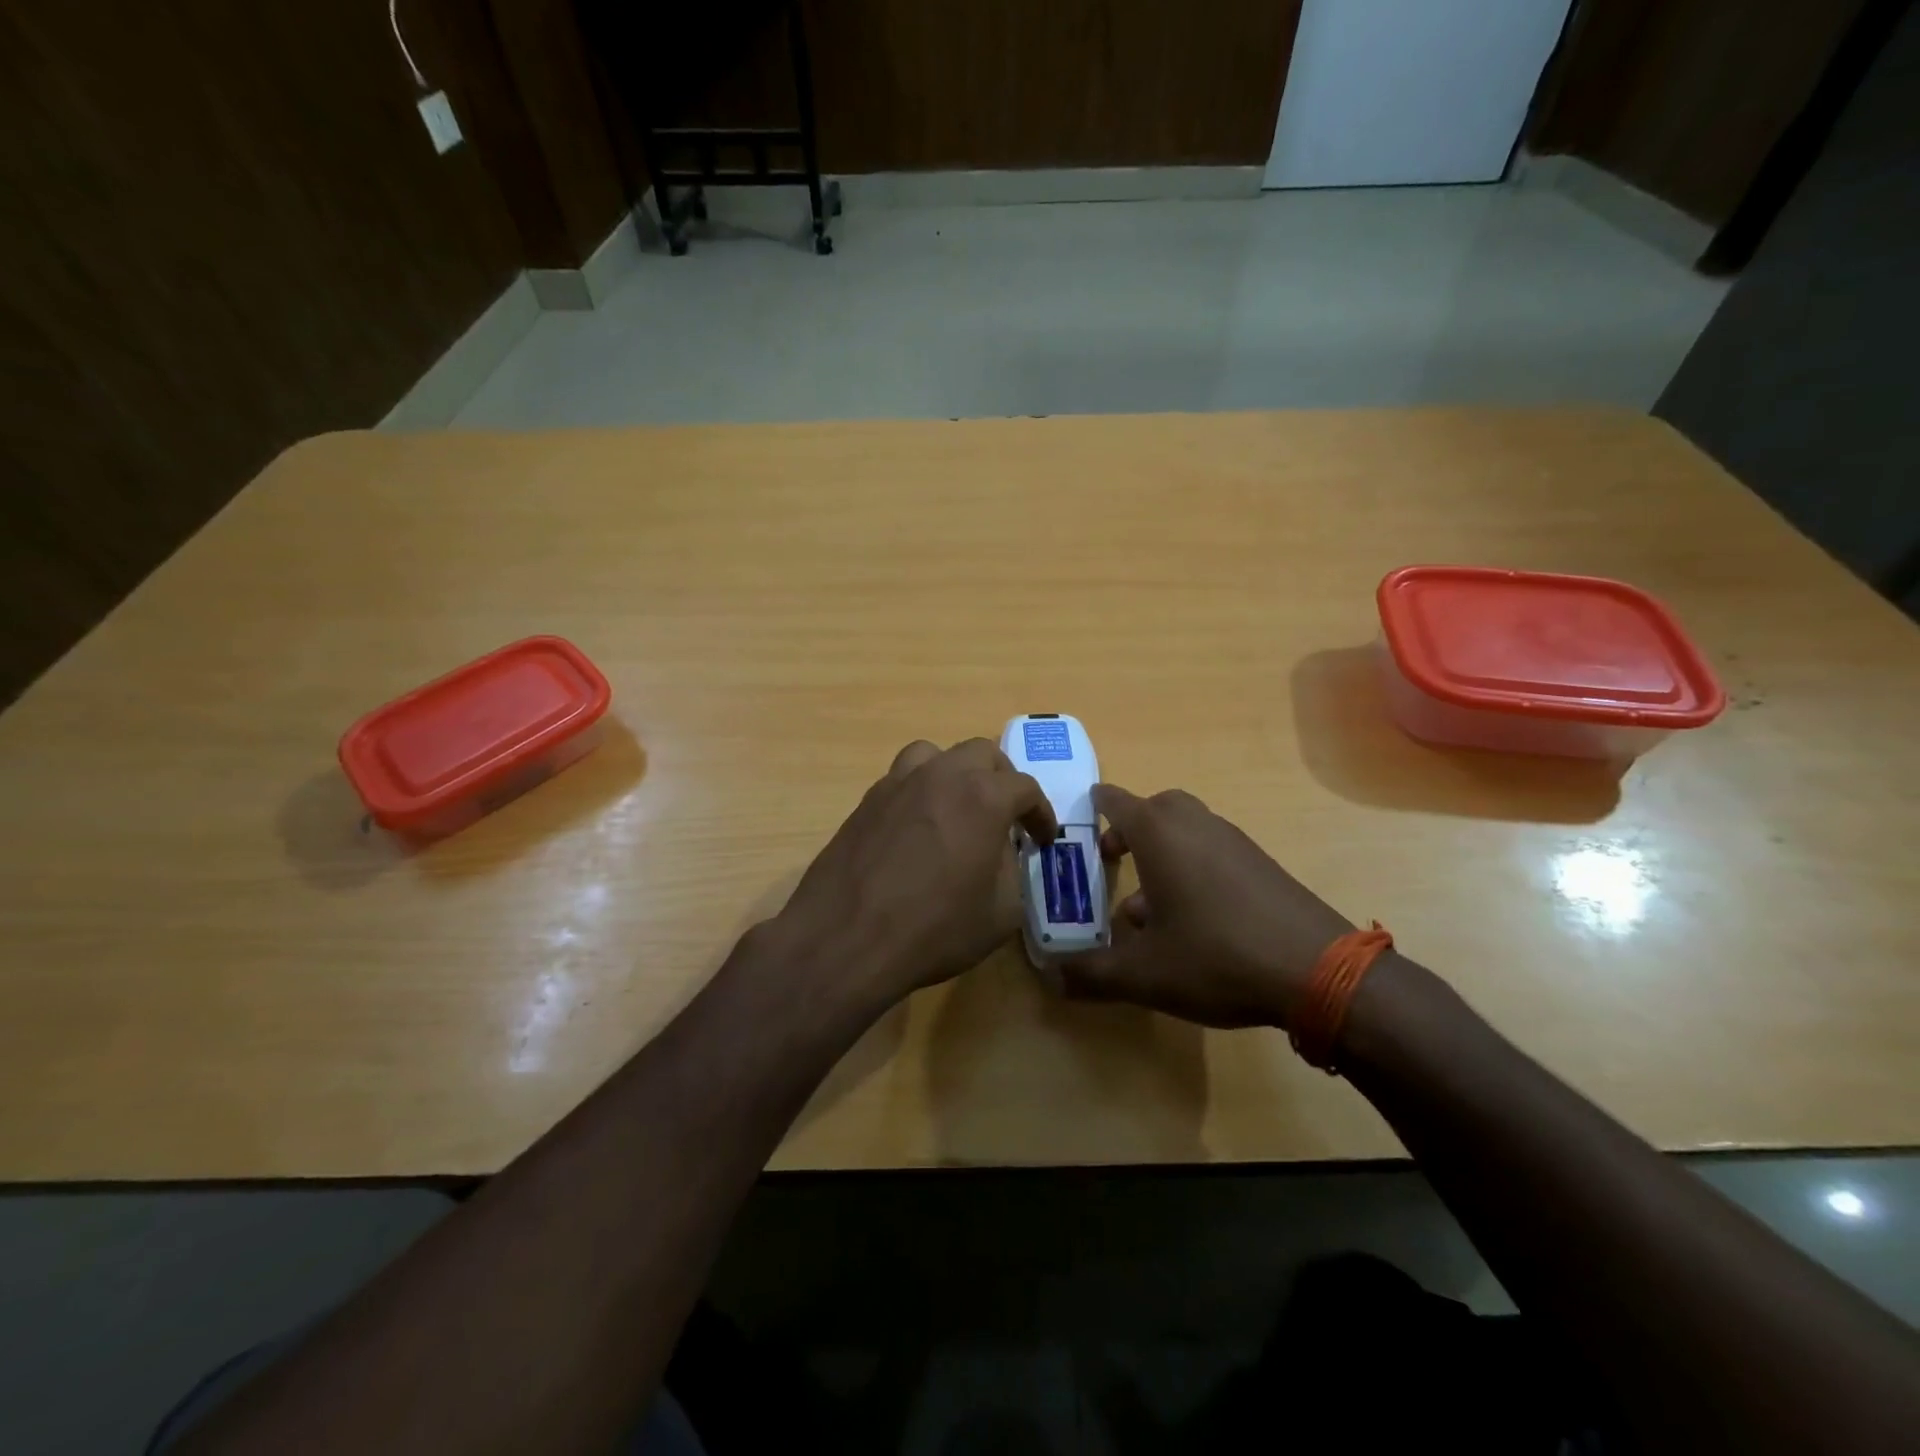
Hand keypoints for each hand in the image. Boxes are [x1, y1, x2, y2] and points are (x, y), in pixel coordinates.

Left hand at [772, 739, 1057, 1009]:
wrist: (847, 938)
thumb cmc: (935, 928)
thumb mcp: (1001, 911)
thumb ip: (1012, 869)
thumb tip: (1001, 851)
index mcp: (983, 796)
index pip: (1025, 788)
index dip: (1040, 813)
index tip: (1042, 838)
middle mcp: (941, 775)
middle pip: (982, 754)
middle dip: (1003, 780)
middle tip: (1007, 815)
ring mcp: (898, 783)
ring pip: (936, 755)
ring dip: (957, 773)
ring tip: (959, 806)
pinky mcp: (867, 800)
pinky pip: (902, 779)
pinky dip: (921, 791)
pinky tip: (919, 826)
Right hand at [1060, 784, 1353, 1028]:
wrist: (1319, 970)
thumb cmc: (1217, 957)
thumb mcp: (1144, 974)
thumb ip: (1092, 974)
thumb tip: (1050, 978)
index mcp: (1160, 835)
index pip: (1117, 801)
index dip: (1095, 806)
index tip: (1080, 817)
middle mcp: (1196, 825)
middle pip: (1156, 808)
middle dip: (1130, 828)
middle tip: (1113, 858)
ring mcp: (1234, 842)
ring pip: (1187, 830)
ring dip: (1162, 853)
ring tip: (1145, 905)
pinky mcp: (1261, 865)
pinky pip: (1213, 850)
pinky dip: (1192, 867)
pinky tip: (1191, 919)